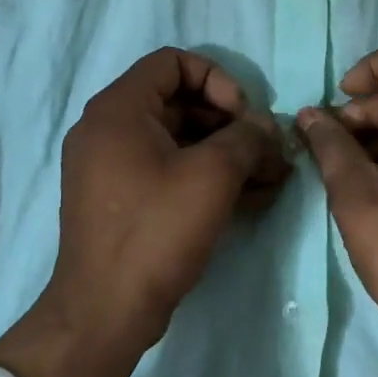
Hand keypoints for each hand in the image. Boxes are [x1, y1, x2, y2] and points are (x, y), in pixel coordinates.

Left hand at [0, 49, 290, 376]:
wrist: (106, 313)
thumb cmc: (156, 231)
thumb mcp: (212, 175)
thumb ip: (246, 137)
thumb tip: (264, 126)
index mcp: (118, 109)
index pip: (172, 63)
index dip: (216, 79)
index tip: (243, 115)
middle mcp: (109, 129)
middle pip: (180, 102)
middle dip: (231, 123)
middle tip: (267, 152)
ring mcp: (113, 166)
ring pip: (180, 140)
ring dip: (227, 153)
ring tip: (271, 178)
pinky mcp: (124, 199)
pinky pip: (169, 170)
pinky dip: (207, 176)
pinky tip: (251, 198)